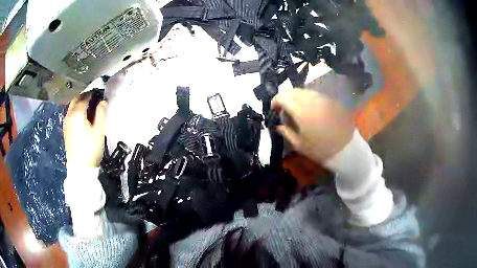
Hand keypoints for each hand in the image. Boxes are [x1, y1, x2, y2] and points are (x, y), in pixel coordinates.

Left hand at [64, 94, 107, 167]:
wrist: (80, 168)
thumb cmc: (90, 149)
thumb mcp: (99, 131)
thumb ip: (101, 113)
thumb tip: (103, 101)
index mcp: (77, 113)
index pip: (85, 97)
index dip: (92, 93)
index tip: (99, 92)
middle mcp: (69, 115)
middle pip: (76, 100)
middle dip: (84, 96)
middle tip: (93, 97)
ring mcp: (66, 123)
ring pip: (71, 107)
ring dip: (79, 103)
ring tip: (88, 106)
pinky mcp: (65, 130)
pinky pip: (70, 114)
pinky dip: (75, 110)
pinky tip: (81, 116)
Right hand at [271, 88, 353, 162]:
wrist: (347, 148)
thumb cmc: (322, 150)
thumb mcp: (300, 146)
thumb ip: (287, 133)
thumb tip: (278, 125)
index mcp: (301, 112)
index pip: (283, 97)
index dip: (275, 100)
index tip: (274, 109)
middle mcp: (311, 101)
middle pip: (293, 90)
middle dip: (285, 97)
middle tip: (284, 108)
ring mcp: (322, 99)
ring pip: (304, 90)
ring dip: (296, 96)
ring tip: (296, 108)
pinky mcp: (330, 100)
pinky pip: (314, 94)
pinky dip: (307, 97)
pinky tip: (309, 107)